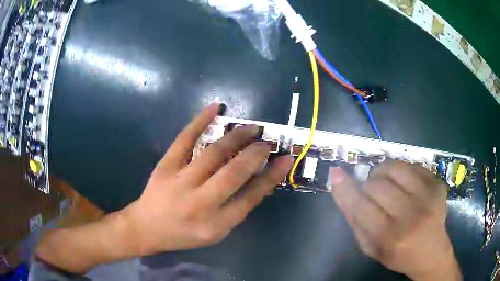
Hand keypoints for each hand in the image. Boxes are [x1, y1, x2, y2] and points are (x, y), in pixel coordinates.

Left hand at [124, 104, 293, 254]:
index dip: (271, 176)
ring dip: (237, 137)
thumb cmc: (184, 234)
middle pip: (234, 172)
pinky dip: (200, 121)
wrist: (146, 227)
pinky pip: (185, 139)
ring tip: (252, 128)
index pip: (251, 197)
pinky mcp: (166, 165)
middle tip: (267, 141)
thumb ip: (237, 209)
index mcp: (215, 224)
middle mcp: (200, 203)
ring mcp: (180, 181)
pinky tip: (215, 108)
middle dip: (256, 153)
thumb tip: (259, 181)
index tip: (286, 159)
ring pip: (214, 153)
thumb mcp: (215, 232)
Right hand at [330, 161, 460, 279]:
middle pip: (377, 184)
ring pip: (395, 167)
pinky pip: (412, 165)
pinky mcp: (438, 185)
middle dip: (368, 185)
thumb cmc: (396, 255)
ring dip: (383, 172)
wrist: (431, 252)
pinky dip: (402, 171)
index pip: (361, 204)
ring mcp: (428, 197)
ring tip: (386, 182)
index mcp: (389, 237)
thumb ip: (353, 217)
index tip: (337, 173)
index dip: (346, 187)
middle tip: (371, 193)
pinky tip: (404, 184)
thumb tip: (339, 182)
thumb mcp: (369, 246)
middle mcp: (411, 215)